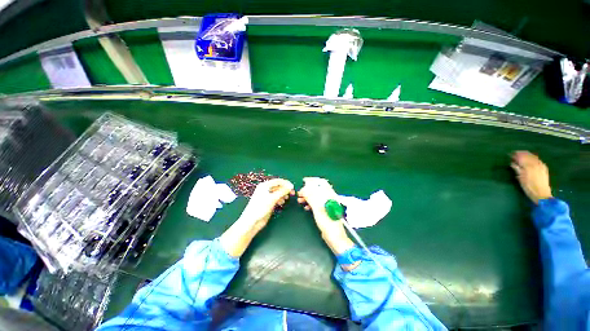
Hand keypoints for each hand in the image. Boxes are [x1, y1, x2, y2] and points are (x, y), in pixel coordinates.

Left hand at [220, 178, 293, 256]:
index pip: (278, 181)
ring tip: (286, 199)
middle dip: (285, 189)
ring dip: (283, 194)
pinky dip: (280, 199)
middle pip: (278, 186)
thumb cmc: (261, 207)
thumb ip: (282, 191)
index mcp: (265, 185)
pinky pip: (276, 198)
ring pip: (278, 192)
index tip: (293, 187)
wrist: (252, 221)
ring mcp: (266, 196)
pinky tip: (281, 203)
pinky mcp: (268, 202)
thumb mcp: (272, 198)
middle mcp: (265, 189)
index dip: (286, 183)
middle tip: (292, 193)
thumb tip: (290, 186)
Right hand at [298, 178, 353, 254]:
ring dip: (308, 197)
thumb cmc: (327, 223)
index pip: (322, 183)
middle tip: (299, 194)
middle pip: (317, 190)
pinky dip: (310, 203)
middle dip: (308, 190)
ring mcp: (327, 204)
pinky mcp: (325, 210)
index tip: (303, 182)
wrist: (335, 238)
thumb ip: (311, 197)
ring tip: (300, 200)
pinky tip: (306, 207)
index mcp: (330, 196)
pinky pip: (316, 203)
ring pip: (316, 196)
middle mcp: (329, 198)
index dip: (312, 181)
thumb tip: (304, 189)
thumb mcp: (318, 209)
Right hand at [511, 151, 552, 203]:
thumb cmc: (528, 187)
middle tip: (515, 154)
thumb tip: (512, 163)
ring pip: (533, 156)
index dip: (515, 155)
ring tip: (522, 155)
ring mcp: (541, 165)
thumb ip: (517, 169)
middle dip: (521, 153)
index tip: (510, 154)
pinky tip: (531, 159)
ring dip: (527, 155)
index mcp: (528, 165)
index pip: (521, 157)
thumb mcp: (520, 178)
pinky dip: (533, 158)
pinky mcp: (544, 168)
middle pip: (528, 155)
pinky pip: (538, 160)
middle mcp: (535, 163)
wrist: (541, 194)